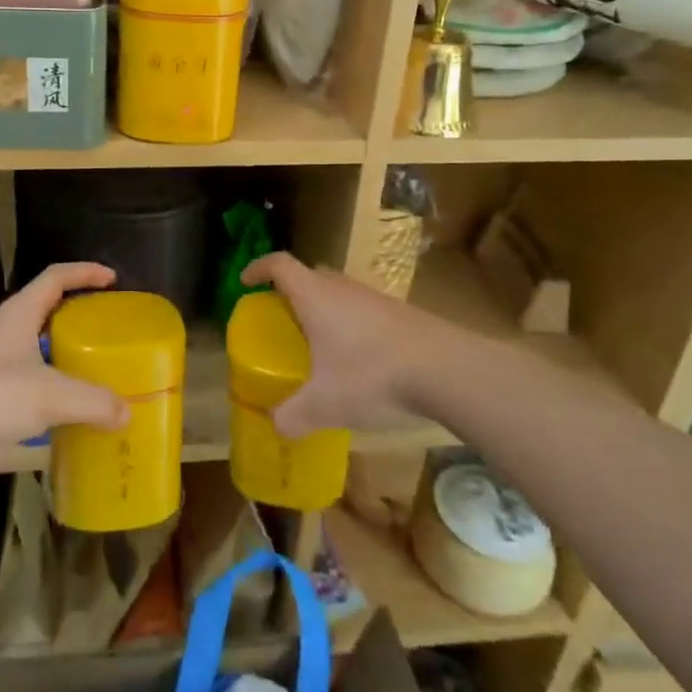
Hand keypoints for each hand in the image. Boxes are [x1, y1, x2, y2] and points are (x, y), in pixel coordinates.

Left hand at [0, 262, 127, 480]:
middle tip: (108, 329)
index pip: (55, 277)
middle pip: (46, 311)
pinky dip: (50, 392)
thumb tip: (127, 412)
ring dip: (63, 357)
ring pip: (36, 350)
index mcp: (18, 315)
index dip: (84, 272)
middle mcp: (4, 333)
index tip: (113, 278)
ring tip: (94, 371)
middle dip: (77, 316)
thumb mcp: (50, 396)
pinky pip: (27, 384)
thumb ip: (93, 402)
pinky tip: (66, 413)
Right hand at [241, 252, 442, 436]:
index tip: (246, 282)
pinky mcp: (400, 313)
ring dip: (324, 308)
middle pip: (310, 275)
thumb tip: (276, 427)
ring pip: (339, 292)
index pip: (279, 265)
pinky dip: (350, 324)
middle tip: (282, 318)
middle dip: (291, 291)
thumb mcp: (325, 404)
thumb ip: (294, 416)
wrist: (446, 369)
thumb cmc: (372, 375)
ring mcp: (375, 298)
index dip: (259, 268)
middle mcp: (342, 288)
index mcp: (315, 296)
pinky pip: (363, 309)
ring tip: (319, 342)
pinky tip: (358, 359)